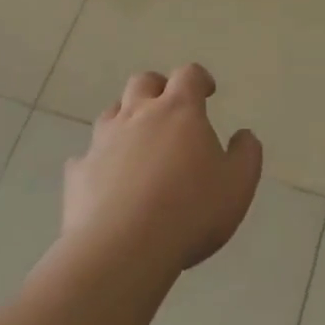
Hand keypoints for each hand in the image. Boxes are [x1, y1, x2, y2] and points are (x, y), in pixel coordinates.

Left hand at [63, 64, 262, 275]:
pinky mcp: (79, 171)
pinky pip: (88, 156)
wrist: (122, 248)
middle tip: (169, 107)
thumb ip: (246, 155)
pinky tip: (107, 180)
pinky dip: (99, 160)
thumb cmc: (190, 211)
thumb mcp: (237, 185)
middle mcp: (138, 115)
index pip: (188, 75)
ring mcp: (103, 141)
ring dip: (126, 119)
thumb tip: (244, 135)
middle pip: (143, 82)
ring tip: (139, 142)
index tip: (207, 90)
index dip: (199, 78)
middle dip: (158, 87)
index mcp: (179, 111)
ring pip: (112, 112)